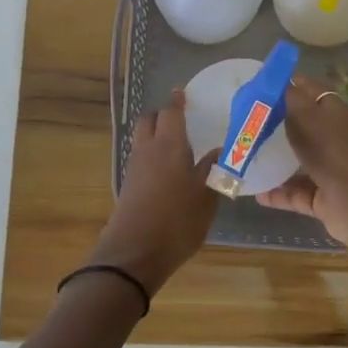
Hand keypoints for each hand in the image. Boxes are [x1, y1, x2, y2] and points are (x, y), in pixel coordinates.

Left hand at [86, 91, 219, 296]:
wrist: (133, 254)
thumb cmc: (176, 221)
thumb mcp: (205, 198)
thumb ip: (213, 171)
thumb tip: (219, 151)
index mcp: (169, 145)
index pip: (171, 112)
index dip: (178, 101)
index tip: (184, 93)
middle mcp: (147, 150)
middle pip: (149, 120)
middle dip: (162, 115)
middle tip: (181, 119)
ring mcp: (134, 168)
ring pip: (142, 139)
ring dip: (156, 135)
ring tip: (178, 145)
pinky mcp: (128, 186)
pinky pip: (140, 158)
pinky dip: (152, 155)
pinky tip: (168, 170)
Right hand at [257, 74, 347, 247]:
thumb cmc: (332, 149)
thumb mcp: (306, 115)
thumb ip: (289, 97)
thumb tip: (279, 81)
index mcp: (334, 112)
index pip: (308, 91)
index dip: (285, 86)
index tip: (257, 87)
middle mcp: (333, 138)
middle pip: (301, 126)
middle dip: (274, 124)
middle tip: (244, 122)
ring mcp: (329, 169)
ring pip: (297, 161)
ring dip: (274, 161)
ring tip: (245, 156)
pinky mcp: (323, 197)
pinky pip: (295, 192)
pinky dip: (277, 193)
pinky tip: (255, 191)